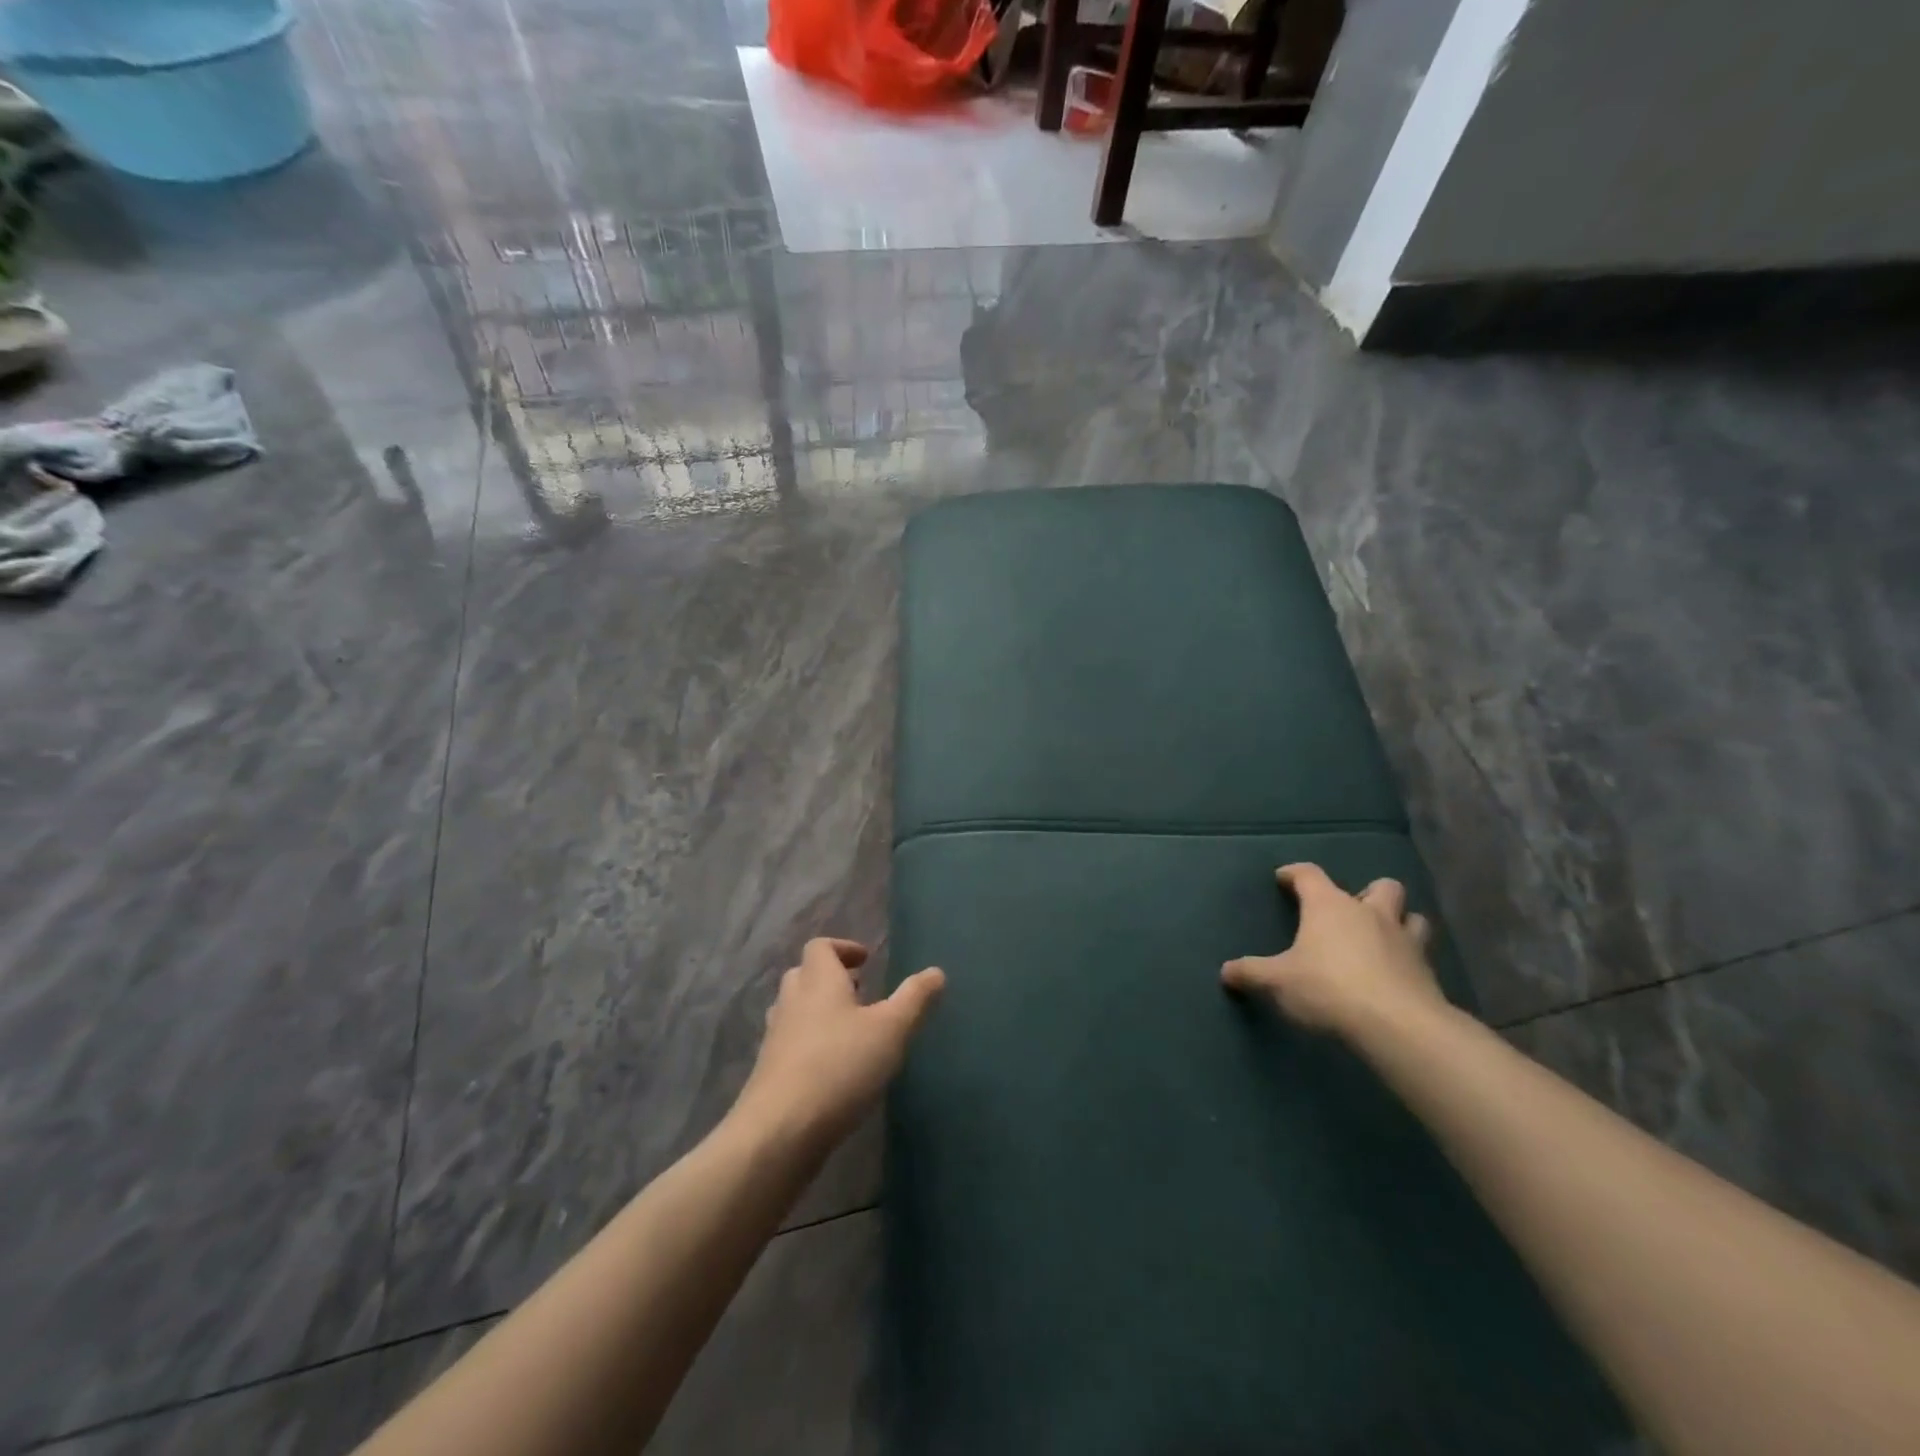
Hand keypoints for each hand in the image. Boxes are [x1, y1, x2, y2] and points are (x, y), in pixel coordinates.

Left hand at [735, 938, 945, 1146]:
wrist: (780, 1130)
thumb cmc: (840, 1067)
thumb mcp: (891, 1030)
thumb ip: (914, 999)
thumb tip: (936, 972)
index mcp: (819, 981)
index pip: (821, 946)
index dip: (843, 948)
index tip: (866, 962)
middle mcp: (792, 1001)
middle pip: (805, 974)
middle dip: (832, 978)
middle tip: (861, 992)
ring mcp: (775, 1037)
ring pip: (795, 1009)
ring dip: (819, 1010)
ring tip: (850, 1030)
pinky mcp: (769, 1072)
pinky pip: (790, 1043)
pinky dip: (809, 1043)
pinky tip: (833, 1069)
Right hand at [1221, 864, 1446, 1038]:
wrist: (1397, 1025)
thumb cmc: (1328, 988)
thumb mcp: (1277, 982)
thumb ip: (1250, 973)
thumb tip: (1225, 971)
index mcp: (1330, 906)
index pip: (1309, 874)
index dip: (1294, 874)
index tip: (1284, 879)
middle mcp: (1370, 913)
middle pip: (1381, 886)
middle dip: (1368, 893)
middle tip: (1352, 911)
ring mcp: (1405, 941)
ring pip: (1412, 917)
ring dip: (1399, 922)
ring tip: (1383, 939)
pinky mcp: (1428, 972)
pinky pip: (1422, 956)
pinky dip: (1410, 960)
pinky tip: (1397, 976)